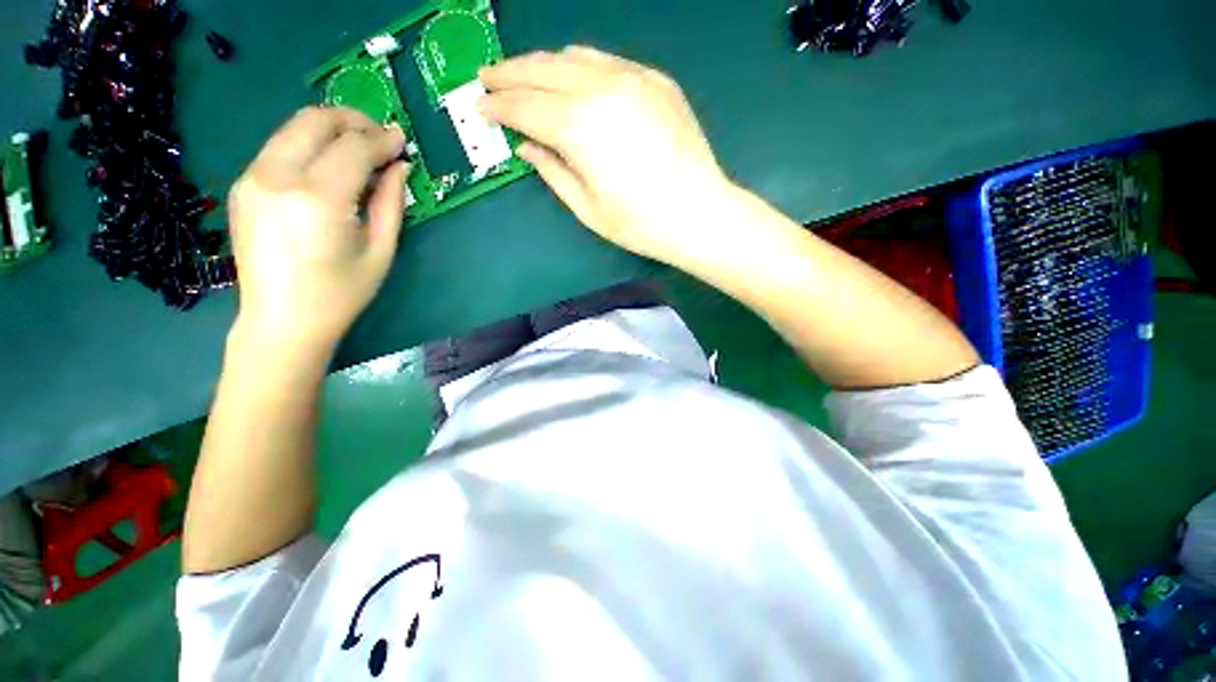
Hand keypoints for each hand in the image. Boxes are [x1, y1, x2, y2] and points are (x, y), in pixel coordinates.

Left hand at [227, 107, 410, 354]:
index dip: (382, 140)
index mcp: (318, 199)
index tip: (401, 141)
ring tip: (358, 150)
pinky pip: (280, 147)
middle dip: (353, 121)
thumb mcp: (380, 251)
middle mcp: (278, 176)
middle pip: (315, 121)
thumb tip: (399, 167)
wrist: (282, 320)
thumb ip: (391, 203)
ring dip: (330, 130)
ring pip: (293, 128)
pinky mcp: (243, 185)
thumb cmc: (341, 292)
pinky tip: (328, 168)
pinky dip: (309, 146)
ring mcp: (253, 178)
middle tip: (379, 138)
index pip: (354, 147)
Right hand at [479, 46, 729, 264]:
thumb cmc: (639, 223)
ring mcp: (632, 78)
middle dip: (510, 73)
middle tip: (488, 76)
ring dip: (543, 64)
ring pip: (574, 57)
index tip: (480, 106)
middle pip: (542, 70)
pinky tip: (573, 76)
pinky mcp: (655, 81)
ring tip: (525, 74)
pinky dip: (581, 66)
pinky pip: (607, 61)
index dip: (498, 106)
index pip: (524, 106)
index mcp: (578, 127)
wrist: (698, 213)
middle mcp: (601, 89)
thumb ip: (552, 171)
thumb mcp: (586, 207)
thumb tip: (525, 146)